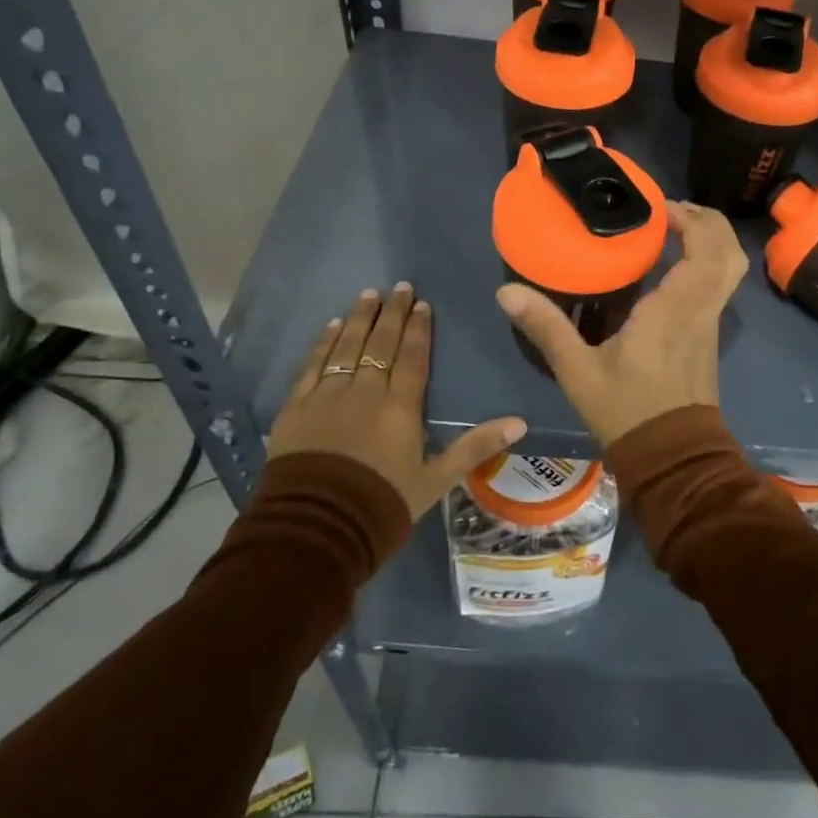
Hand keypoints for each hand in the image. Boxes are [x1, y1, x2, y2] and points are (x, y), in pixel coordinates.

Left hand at [267, 283, 526, 518]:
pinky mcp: (296, 407)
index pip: (413, 357)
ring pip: (347, 346)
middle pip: (382, 343)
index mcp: (401, 407)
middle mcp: (365, 391)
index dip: (419, 329)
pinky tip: (331, 326)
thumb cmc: (382, 505)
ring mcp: (328, 395)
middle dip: (393, 313)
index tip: (422, 304)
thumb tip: (520, 422)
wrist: (316, 530)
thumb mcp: (436, 480)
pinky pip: (312, 365)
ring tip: (369, 294)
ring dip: (360, 318)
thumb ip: (475, 447)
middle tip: (399, 287)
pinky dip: (324, 343)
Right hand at [496, 202, 747, 447]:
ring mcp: (709, 325)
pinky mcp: (707, 338)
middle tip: (670, 213)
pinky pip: (717, 287)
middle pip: (729, 253)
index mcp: (676, 309)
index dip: (691, 219)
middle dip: (708, 222)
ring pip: (729, 270)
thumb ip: (546, 327)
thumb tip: (506, 292)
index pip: (706, 249)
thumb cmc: (628, 411)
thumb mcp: (578, 371)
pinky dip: (704, 264)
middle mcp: (701, 310)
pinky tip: (667, 270)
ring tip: (671, 231)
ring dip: (709, 242)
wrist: (672, 460)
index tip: (658, 209)